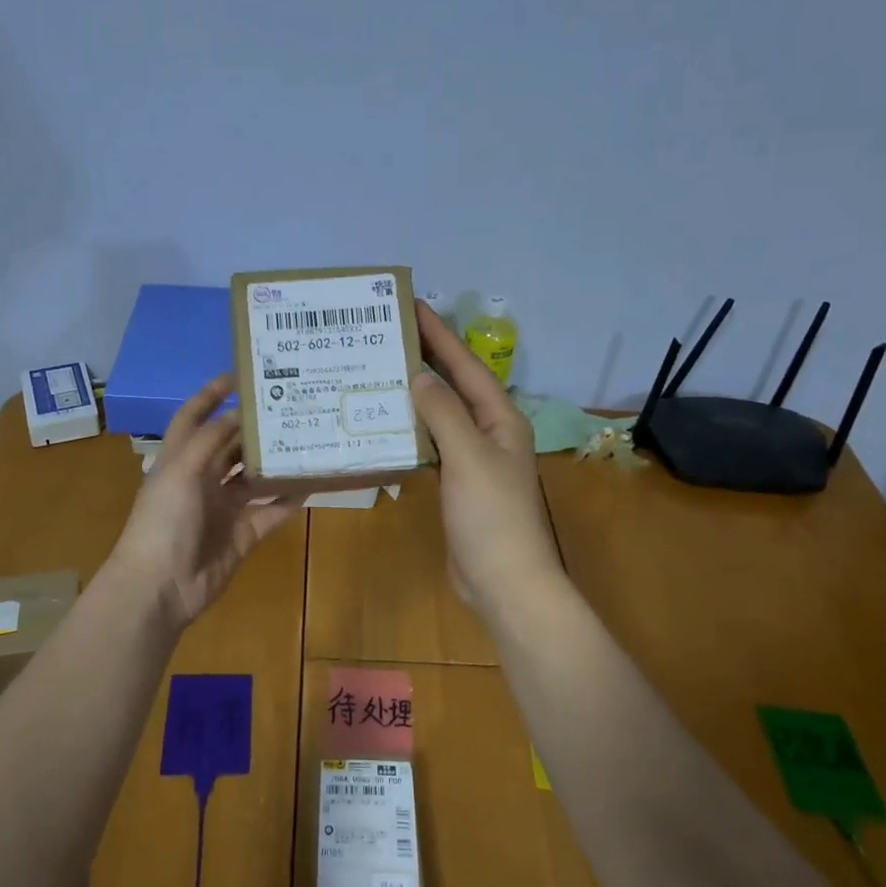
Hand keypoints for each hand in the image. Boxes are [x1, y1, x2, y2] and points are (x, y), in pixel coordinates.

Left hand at [106, 376, 300, 629]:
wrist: (161, 586)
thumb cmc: (164, 521)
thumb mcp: (181, 471)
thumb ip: (210, 440)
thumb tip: (239, 413)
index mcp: (179, 460)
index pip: (193, 417)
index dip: (210, 395)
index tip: (239, 375)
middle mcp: (202, 479)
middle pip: (230, 445)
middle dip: (253, 427)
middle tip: (288, 405)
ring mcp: (223, 508)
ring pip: (254, 478)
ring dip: (274, 461)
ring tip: (305, 438)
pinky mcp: (243, 535)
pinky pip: (271, 512)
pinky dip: (289, 499)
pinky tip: (312, 483)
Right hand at [410, 300, 565, 613]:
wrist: (504, 581)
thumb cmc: (491, 515)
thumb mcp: (468, 457)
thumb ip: (443, 413)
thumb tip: (418, 375)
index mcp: (500, 418)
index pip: (465, 366)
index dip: (439, 335)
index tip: (411, 305)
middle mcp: (489, 431)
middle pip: (455, 384)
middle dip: (427, 355)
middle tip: (389, 330)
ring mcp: (473, 458)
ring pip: (441, 412)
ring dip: (416, 390)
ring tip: (382, 367)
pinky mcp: (457, 482)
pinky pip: (432, 442)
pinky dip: (412, 427)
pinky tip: (387, 420)